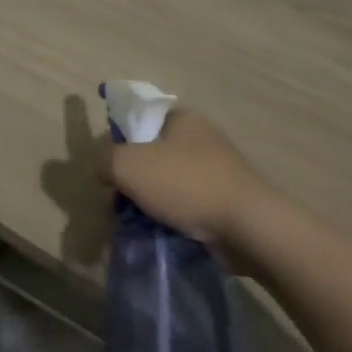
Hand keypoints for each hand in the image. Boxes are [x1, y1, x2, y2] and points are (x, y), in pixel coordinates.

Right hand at [98, 107, 270, 253]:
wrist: (248, 227)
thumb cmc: (186, 184)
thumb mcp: (128, 165)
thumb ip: (105, 160)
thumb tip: (103, 168)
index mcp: (182, 117)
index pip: (140, 121)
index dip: (119, 144)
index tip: (111, 172)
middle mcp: (201, 137)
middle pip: (152, 155)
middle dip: (134, 180)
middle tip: (120, 204)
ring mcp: (217, 169)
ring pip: (168, 183)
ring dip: (152, 202)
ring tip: (140, 225)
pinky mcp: (227, 200)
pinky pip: (188, 205)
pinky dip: (174, 218)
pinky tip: (164, 234)